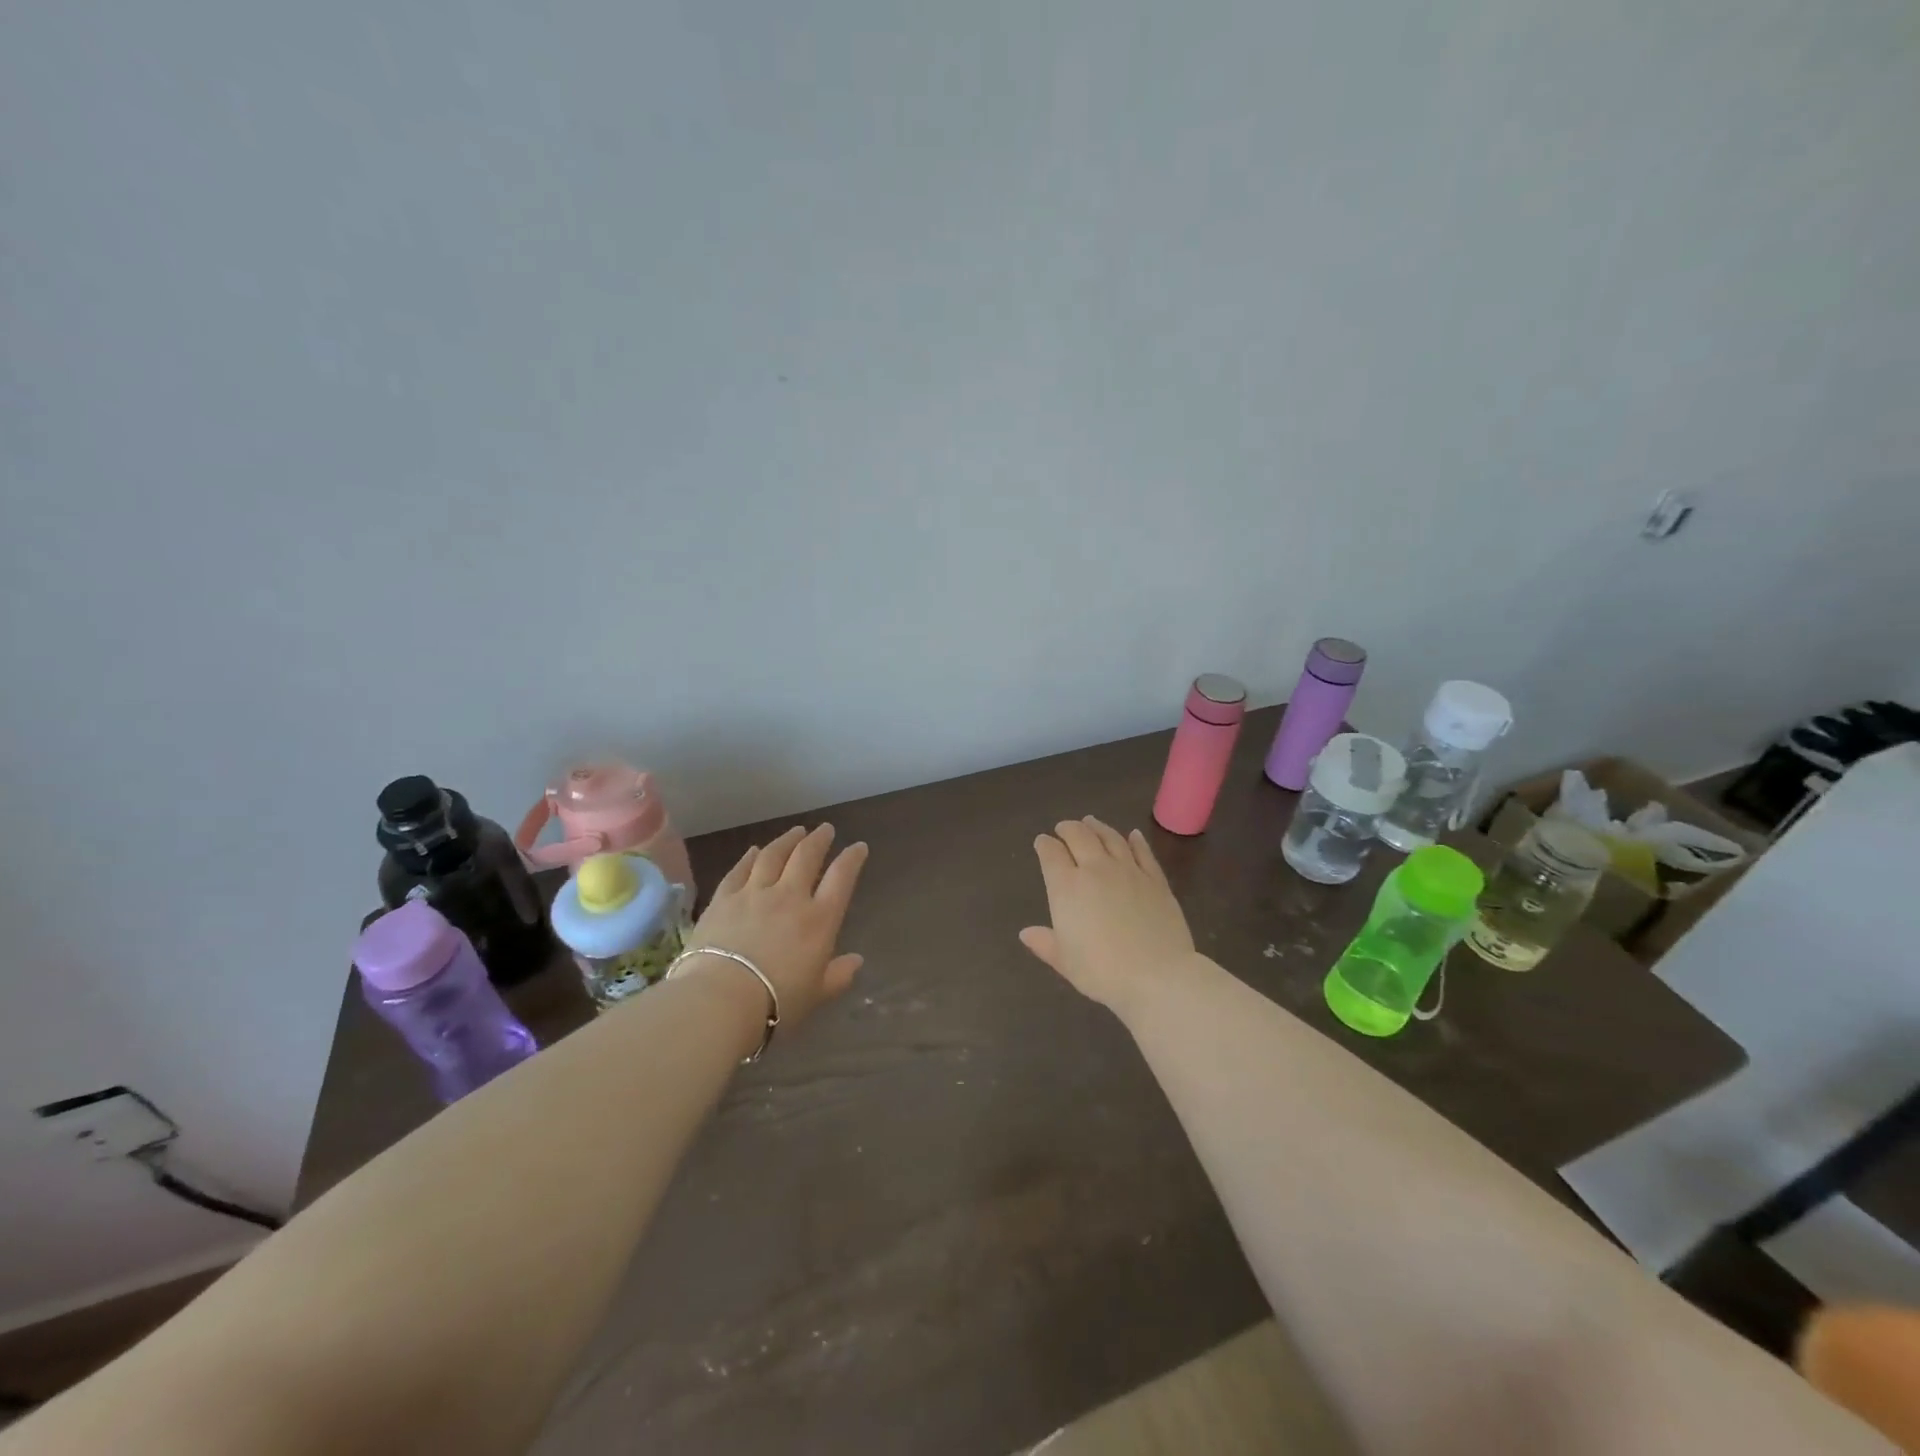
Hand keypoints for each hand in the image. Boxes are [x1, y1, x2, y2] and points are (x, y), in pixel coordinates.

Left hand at [684, 825, 868, 1040]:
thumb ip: (838, 975)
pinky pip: (739, 870)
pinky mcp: (723, 899)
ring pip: (773, 855)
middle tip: (825, 829)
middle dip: (819, 839)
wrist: (721, 999)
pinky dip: (749, 857)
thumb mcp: (817, 994)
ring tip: (796, 831)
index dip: (852, 858)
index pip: (842, 877)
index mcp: (819, 920)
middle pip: (807, 856)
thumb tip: (856, 961)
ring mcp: (754, 894)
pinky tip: (754, 850)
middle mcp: (790, 897)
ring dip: (787, 840)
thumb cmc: (777, 1002)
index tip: (858, 847)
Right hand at [1019, 816, 1196, 1016]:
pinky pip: (1143, 852)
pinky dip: (1135, 840)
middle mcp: (1095, 870)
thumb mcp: (1065, 962)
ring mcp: (1128, 871)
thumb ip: (1045, 943)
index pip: (1051, 854)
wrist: (1157, 975)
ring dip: (1098, 827)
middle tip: (1063, 827)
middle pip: (1079, 836)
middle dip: (1068, 828)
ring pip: (1110, 837)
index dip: (1044, 845)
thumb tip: (1025, 933)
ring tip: (1091, 821)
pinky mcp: (1155, 879)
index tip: (1042, 842)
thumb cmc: (1102, 972)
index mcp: (1067, 887)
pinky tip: (1132, 835)